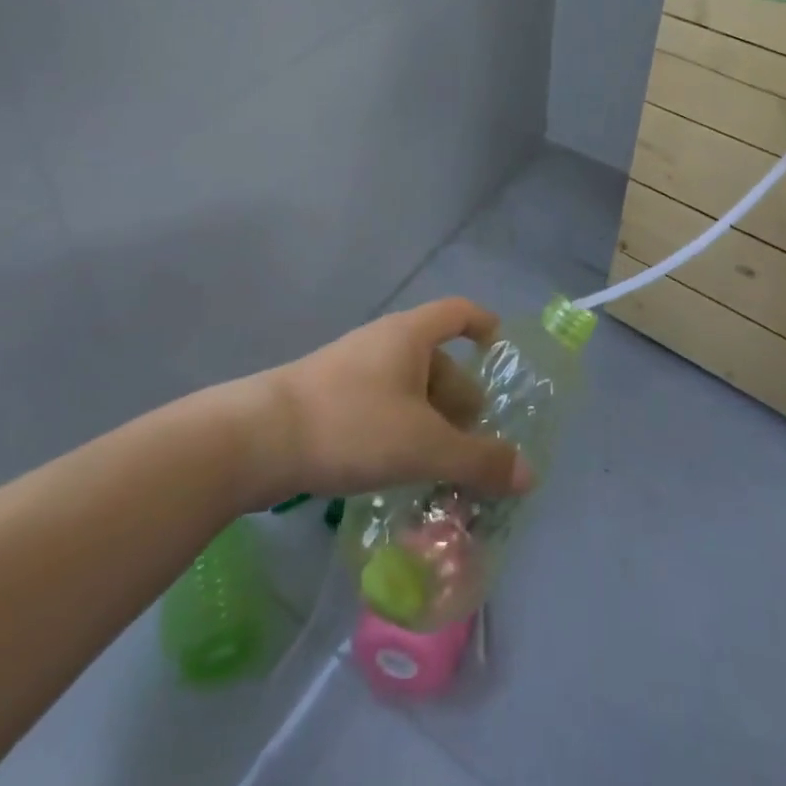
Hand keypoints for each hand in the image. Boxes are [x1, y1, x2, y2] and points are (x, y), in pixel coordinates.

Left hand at [252, 298, 533, 506]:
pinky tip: (400, 470)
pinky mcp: (329, 398)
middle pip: (437, 360)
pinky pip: (382, 406)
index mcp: (410, 335)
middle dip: (461, 400)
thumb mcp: (424, 446)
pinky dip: (401, 431)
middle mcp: (383, 342)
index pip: (459, 312)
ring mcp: (352, 369)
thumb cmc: (352, 425)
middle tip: (476, 446)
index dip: (485, 327)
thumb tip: (528, 473)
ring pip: (408, 388)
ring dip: (431, 422)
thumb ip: (478, 460)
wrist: (257, 439)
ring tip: (442, 468)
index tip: (502, 356)